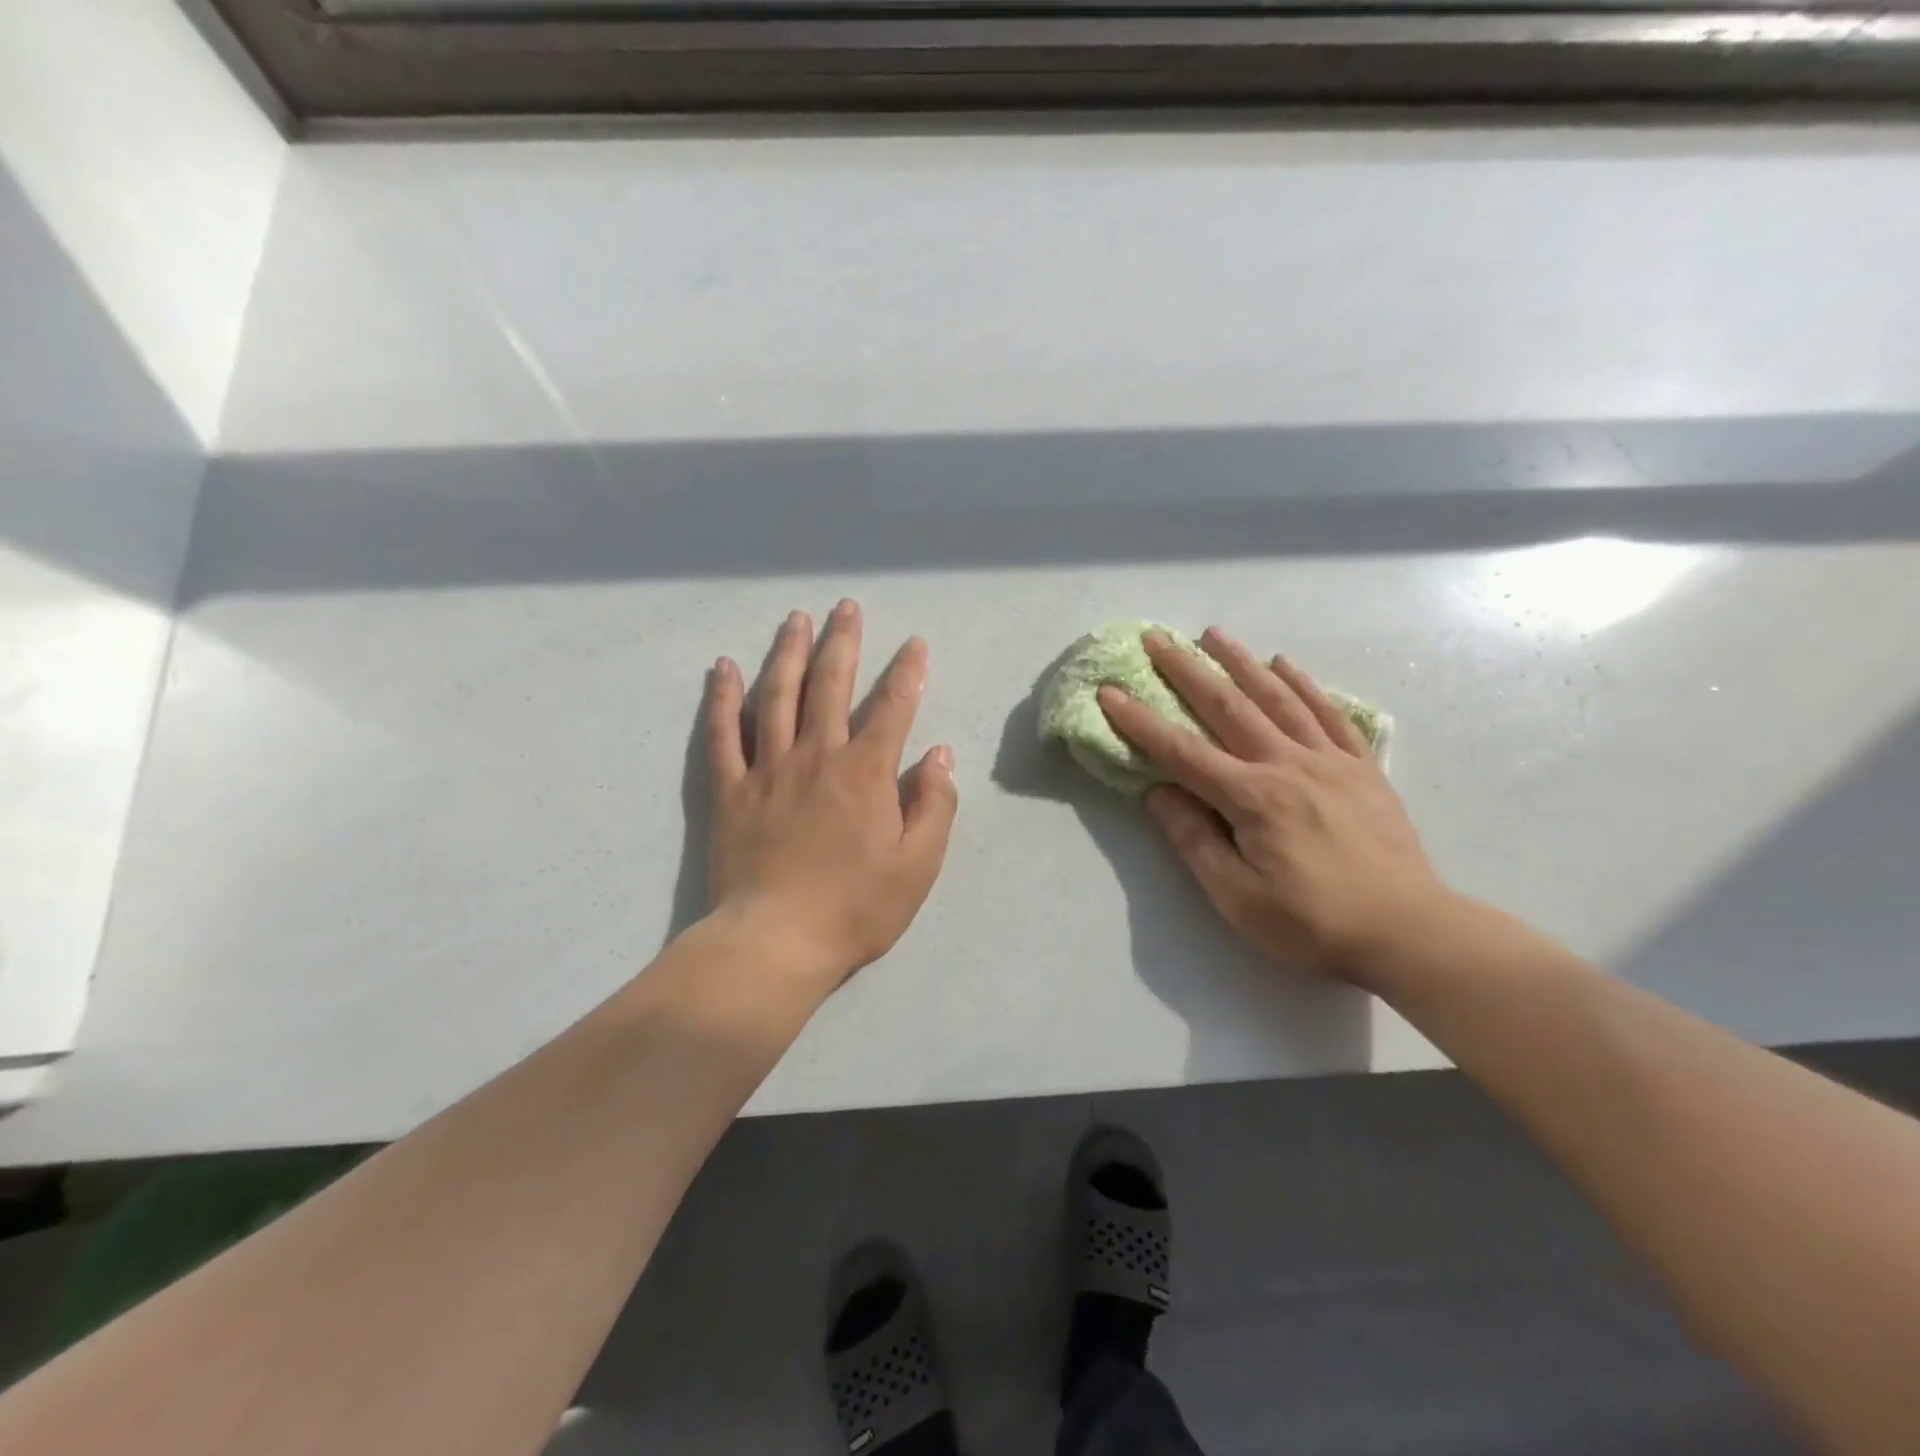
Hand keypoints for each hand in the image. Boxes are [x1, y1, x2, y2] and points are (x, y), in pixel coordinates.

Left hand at [705, 601, 958, 990]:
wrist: (776, 943)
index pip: (893, 708)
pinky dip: (723, 697)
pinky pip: (723, 734)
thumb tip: (939, 754)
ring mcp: (768, 769)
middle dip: (843, 642)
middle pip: (830, 685)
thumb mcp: (918, 865)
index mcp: (866, 773)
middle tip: (846, 607)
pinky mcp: (731, 789)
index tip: (915, 644)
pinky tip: (723, 667)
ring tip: (796, 618)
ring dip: (788, 652)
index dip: (907, 672)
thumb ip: (934, 805)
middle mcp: (817, 756)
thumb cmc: (855, 908)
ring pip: (777, 695)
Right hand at [1099, 628, 1453, 982]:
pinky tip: (1286, 664)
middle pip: (1227, 708)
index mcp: (1253, 798)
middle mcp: (1288, 765)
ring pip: (1278, 698)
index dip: (1141, 722)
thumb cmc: (1314, 924)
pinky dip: (1305, 685)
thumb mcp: (1237, 897)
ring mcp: (1330, 761)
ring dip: (1241, 662)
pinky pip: (1330, 715)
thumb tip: (1158, 793)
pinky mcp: (1362, 769)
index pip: (1182, 752)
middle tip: (1158, 638)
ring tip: (1213, 634)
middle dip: (1187, 671)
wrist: (1411, 933)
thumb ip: (1194, 840)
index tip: (1110, 693)